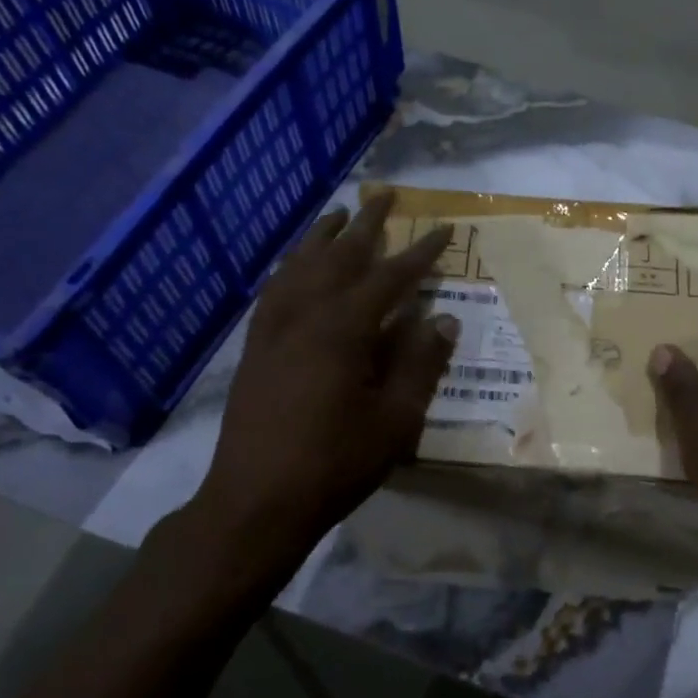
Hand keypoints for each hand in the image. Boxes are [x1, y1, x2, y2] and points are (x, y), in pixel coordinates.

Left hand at [164, 191, 455, 585]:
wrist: (255, 502)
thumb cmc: (334, 463)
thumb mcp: (395, 420)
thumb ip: (420, 365)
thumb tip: (443, 320)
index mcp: (343, 330)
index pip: (390, 278)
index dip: (420, 253)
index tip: (443, 229)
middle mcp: (304, 316)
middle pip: (338, 256)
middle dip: (366, 225)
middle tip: (384, 194)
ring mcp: (273, 330)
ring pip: (299, 267)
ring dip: (321, 237)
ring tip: (338, 214)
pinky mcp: (254, 348)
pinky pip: (273, 291)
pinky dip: (289, 268)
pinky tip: (295, 266)